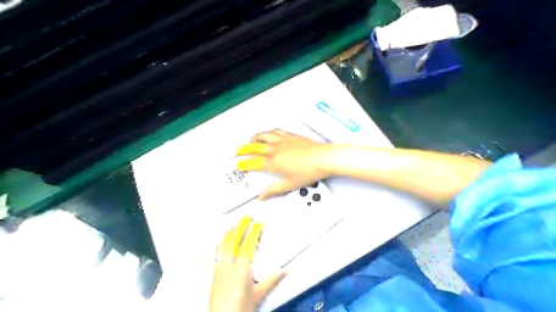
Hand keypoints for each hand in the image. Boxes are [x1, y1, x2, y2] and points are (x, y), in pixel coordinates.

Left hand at [210, 218, 286, 311]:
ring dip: (230, 232)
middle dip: (240, 227)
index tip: (257, 223)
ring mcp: (219, 267)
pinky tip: (223, 241)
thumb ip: (271, 280)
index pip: (248, 244)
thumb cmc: (241, 309)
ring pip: (223, 244)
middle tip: (246, 217)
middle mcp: (229, 264)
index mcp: (242, 268)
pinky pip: (217, 251)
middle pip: (234, 240)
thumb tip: (286, 270)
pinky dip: (222, 242)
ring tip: (234, 224)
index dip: (253, 232)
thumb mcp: (258, 295)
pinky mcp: (214, 272)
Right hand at [236, 130, 333, 199]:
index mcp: (273, 162)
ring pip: (262, 136)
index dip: (244, 164)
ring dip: (254, 138)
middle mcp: (274, 149)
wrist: (323, 158)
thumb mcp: (290, 184)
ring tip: (250, 141)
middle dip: (243, 149)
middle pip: (253, 147)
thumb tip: (263, 195)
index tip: (239, 165)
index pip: (253, 163)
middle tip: (238, 151)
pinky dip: (267, 132)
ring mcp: (281, 140)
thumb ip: (274, 190)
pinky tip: (268, 134)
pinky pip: (274, 131)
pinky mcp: (289, 135)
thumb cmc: (309, 171)